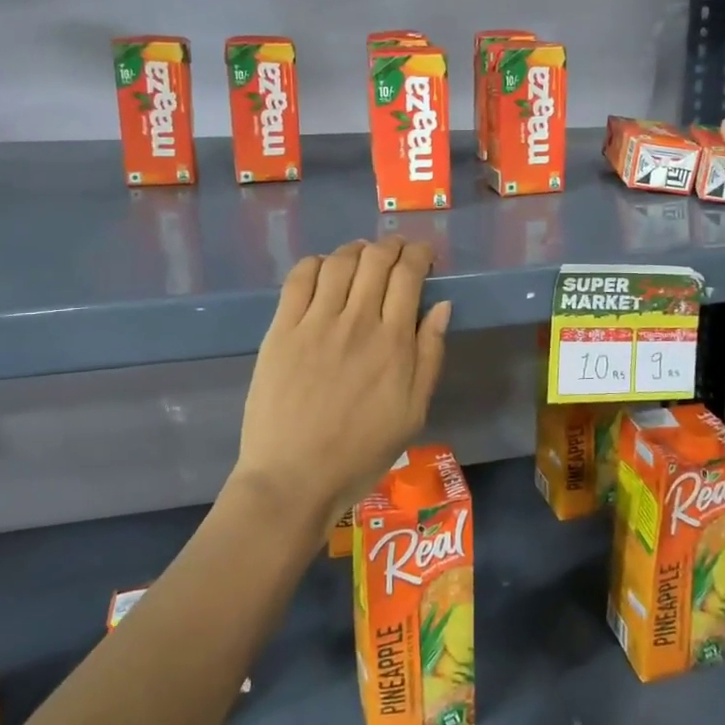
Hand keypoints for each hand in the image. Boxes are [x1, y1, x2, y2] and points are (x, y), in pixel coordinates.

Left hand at [231, 237, 451, 538]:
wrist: (294, 478)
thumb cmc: (361, 452)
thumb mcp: (413, 412)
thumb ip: (430, 355)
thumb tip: (442, 306)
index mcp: (393, 341)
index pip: (408, 274)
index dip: (419, 254)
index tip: (424, 255)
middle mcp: (356, 321)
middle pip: (375, 259)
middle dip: (391, 245)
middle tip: (396, 251)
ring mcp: (315, 322)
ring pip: (339, 262)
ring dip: (355, 250)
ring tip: (361, 256)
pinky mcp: (281, 330)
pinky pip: (298, 279)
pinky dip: (315, 263)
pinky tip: (322, 269)